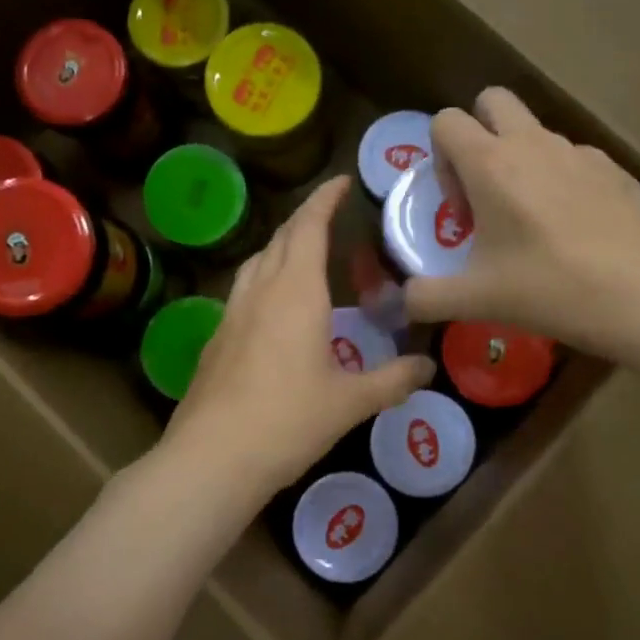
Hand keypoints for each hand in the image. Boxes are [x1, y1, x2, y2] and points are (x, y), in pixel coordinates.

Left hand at [162, 176, 433, 500]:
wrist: (212, 458)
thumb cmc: (288, 421)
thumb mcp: (350, 402)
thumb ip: (392, 380)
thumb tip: (427, 368)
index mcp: (296, 293)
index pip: (308, 228)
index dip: (324, 199)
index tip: (341, 181)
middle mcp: (261, 292)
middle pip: (280, 238)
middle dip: (305, 219)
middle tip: (331, 214)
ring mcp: (232, 313)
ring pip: (256, 262)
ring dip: (281, 246)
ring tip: (303, 252)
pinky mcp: (216, 338)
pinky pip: (243, 289)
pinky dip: (264, 277)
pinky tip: (275, 305)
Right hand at [404, 88, 639, 361]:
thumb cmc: (549, 290)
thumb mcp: (475, 300)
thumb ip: (424, 297)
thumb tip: (400, 302)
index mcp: (491, 164)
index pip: (446, 120)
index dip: (441, 158)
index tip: (461, 207)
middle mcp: (532, 144)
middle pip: (492, 100)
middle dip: (478, 134)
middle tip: (487, 192)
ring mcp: (579, 152)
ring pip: (535, 132)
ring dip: (521, 161)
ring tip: (533, 221)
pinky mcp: (613, 168)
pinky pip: (573, 159)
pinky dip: (561, 181)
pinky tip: (575, 230)